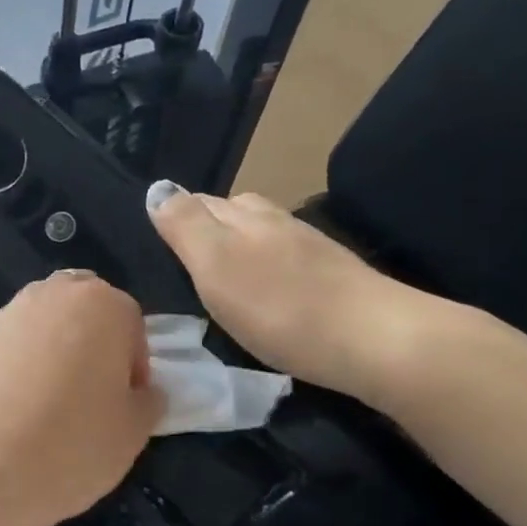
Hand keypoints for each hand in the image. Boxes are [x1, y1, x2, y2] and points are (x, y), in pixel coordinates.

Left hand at [0, 271, 163, 525]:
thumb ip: (148, 401)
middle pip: (83, 310)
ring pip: (42, 324)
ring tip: (47, 402)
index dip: (133, 365)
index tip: (124, 402)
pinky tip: (12, 409)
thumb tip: (143, 391)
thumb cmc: (71, 447)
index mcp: (102, 306)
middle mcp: (51, 296)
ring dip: (53, 350)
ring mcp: (5, 315)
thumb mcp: (133, 434)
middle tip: (89, 393)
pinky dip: (16, 365)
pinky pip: (7, 346)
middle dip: (92, 343)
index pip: (131, 324)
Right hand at [146, 182, 453, 404]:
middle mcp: (275, 221)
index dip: (175, 214)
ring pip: (260, 234)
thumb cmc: (279, 306)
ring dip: (237, 247)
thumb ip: (185, 226)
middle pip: (231, 212)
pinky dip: (264, 268)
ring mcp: (308, 247)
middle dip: (205, 226)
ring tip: (219, 277)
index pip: (197, 201)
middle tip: (181, 261)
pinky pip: (283, 260)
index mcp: (243, 215)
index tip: (155, 239)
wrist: (371, 338)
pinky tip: (263, 291)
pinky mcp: (331, 276)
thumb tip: (157, 187)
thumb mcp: (216, 265)